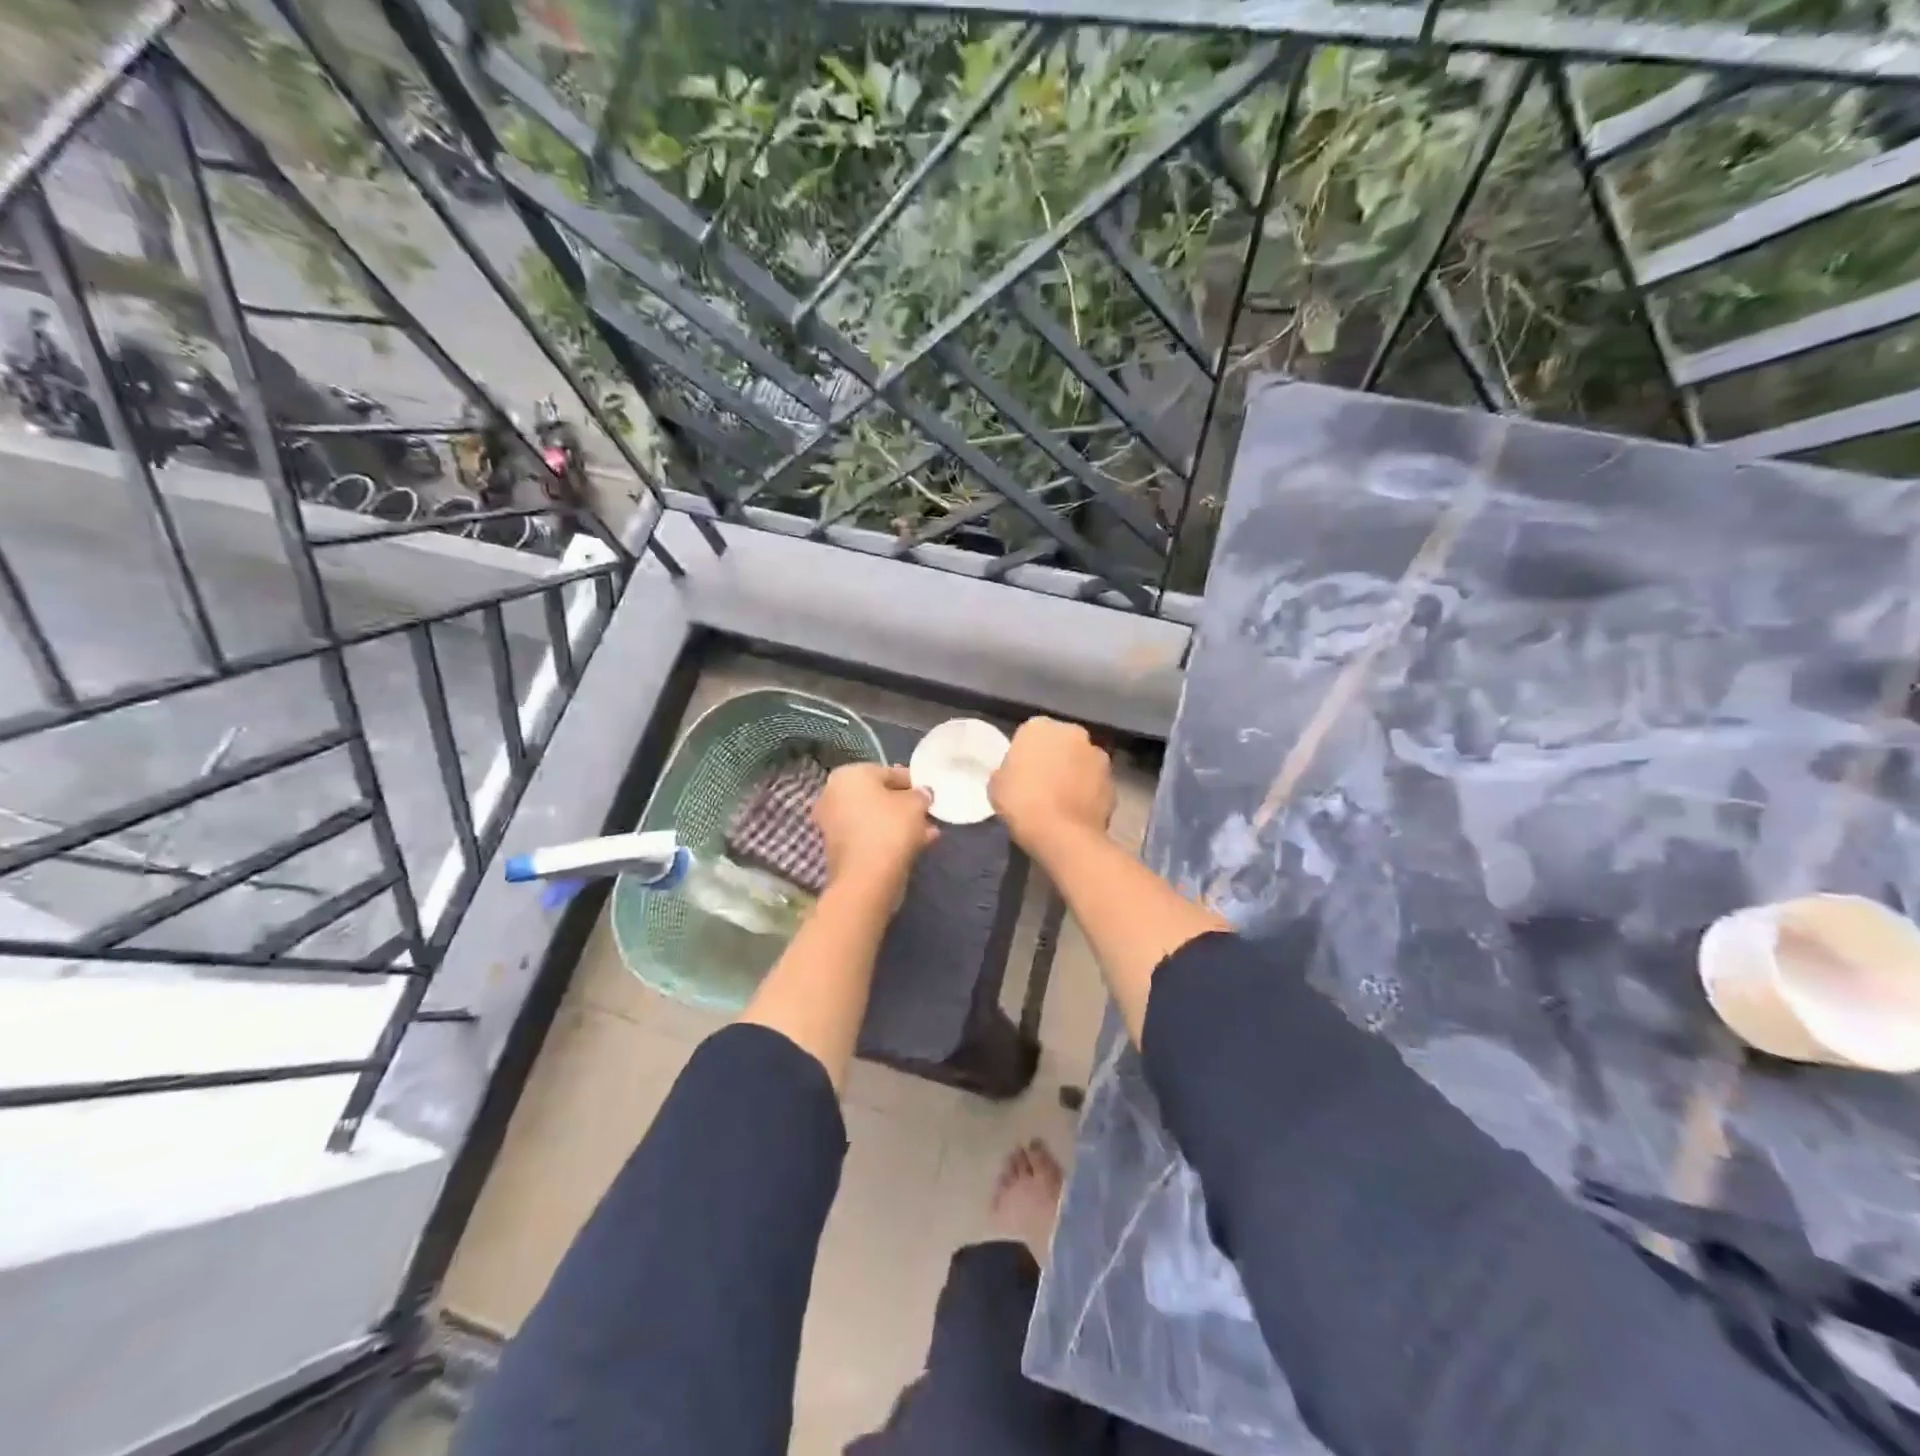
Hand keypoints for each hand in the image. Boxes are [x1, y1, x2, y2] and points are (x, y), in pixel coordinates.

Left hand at [813, 763, 936, 898]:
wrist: (866, 878)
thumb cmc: (890, 828)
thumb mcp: (916, 804)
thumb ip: (921, 794)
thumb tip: (922, 794)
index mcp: (849, 774)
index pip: (888, 772)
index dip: (913, 782)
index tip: (930, 793)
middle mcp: (834, 794)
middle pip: (880, 796)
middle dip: (906, 805)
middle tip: (928, 814)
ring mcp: (833, 822)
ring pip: (875, 818)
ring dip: (901, 823)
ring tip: (928, 833)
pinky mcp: (838, 848)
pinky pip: (869, 835)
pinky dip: (889, 838)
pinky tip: (916, 845)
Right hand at [989, 717, 1114, 853]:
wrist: (1062, 834)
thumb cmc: (1021, 803)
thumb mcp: (996, 786)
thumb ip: (1007, 771)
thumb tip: (1015, 774)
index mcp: (1039, 727)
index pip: (1030, 734)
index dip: (1026, 754)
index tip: (1021, 773)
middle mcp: (1073, 732)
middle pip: (1061, 743)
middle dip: (1055, 758)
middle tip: (1042, 784)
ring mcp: (1098, 755)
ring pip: (1082, 761)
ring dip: (1075, 773)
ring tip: (1062, 800)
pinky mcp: (1114, 780)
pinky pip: (1095, 783)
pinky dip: (1089, 792)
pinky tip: (1077, 811)